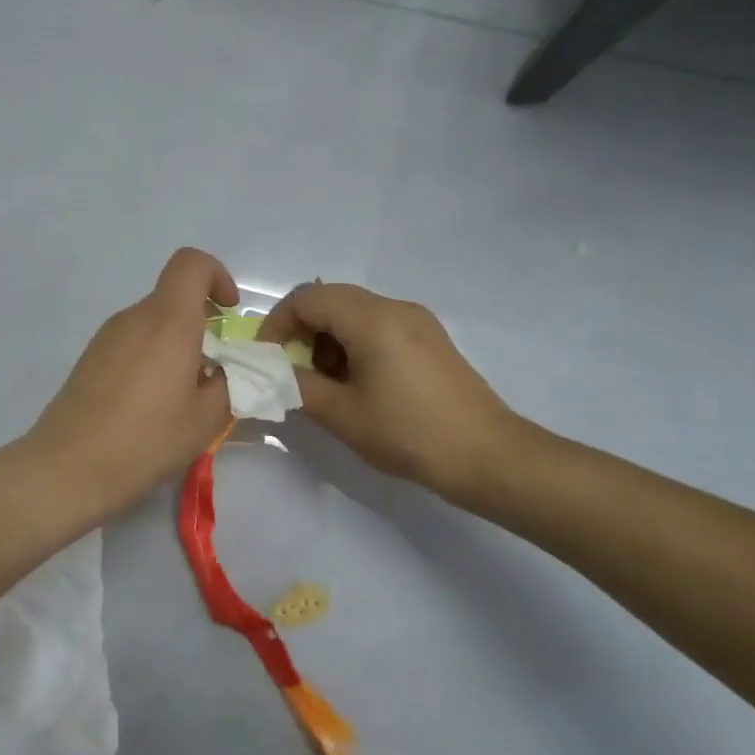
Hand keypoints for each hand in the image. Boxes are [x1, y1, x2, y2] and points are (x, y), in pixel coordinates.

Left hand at [27, 248, 237, 522]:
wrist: (67, 468)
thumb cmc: (145, 440)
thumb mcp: (206, 420)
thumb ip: (228, 384)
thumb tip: (223, 370)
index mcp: (168, 321)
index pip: (191, 263)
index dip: (217, 276)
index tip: (228, 314)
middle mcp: (134, 317)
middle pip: (174, 297)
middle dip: (201, 323)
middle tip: (213, 371)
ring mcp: (107, 336)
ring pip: (152, 322)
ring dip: (176, 345)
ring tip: (181, 397)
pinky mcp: (90, 358)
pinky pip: (131, 342)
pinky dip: (151, 358)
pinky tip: (149, 405)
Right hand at [258, 282, 521, 502]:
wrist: (488, 456)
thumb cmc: (409, 434)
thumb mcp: (342, 414)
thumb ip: (298, 386)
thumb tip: (273, 372)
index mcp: (371, 318)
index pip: (306, 298)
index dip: (277, 323)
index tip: (267, 358)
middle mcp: (394, 306)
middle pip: (330, 299)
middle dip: (302, 330)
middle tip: (293, 371)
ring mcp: (416, 319)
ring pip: (354, 311)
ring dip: (328, 337)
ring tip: (327, 383)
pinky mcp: (429, 337)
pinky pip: (378, 324)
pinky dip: (354, 342)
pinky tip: (360, 382)